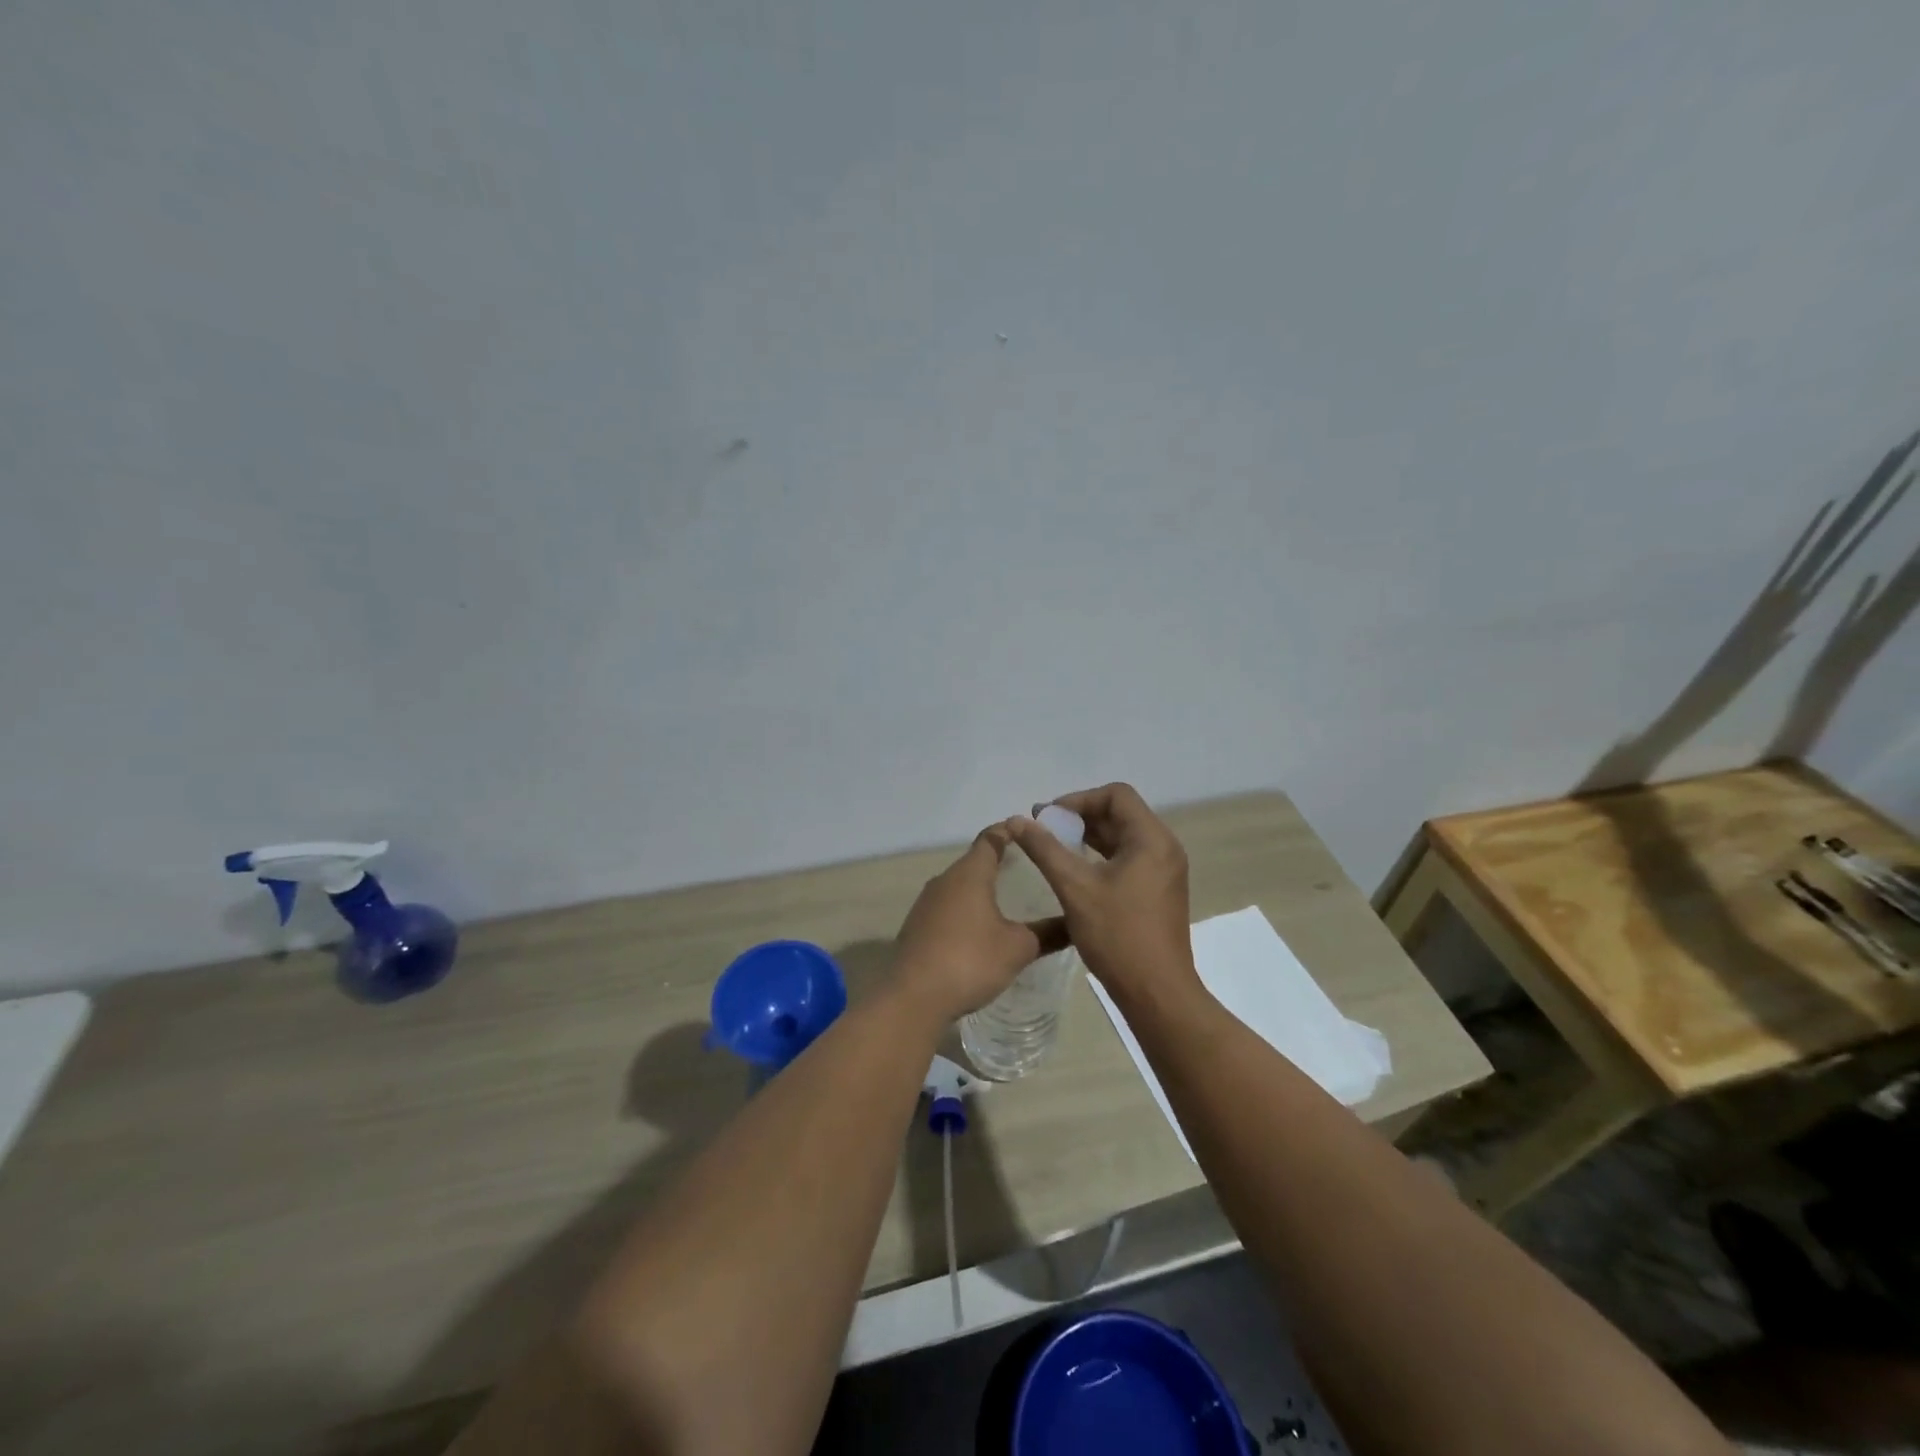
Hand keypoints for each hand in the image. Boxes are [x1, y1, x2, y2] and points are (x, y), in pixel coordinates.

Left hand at [889, 822, 1067, 1025]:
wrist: (913, 997)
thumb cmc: (971, 961)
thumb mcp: (1018, 948)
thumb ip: (1048, 933)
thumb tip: (1076, 924)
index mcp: (970, 874)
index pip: (991, 838)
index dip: (1010, 831)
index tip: (1029, 830)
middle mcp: (945, 880)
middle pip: (973, 861)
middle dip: (998, 860)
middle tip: (1027, 866)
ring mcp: (926, 903)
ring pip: (958, 885)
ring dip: (980, 887)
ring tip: (1006, 897)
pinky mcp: (916, 926)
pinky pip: (947, 908)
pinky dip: (965, 909)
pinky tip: (978, 928)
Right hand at [1010, 784, 1198, 1007]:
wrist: (1157, 993)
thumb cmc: (1117, 936)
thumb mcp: (1074, 888)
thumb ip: (1045, 849)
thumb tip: (1016, 820)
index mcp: (1152, 839)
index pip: (1116, 795)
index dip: (1079, 799)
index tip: (1048, 817)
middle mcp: (1164, 848)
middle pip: (1121, 813)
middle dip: (1081, 817)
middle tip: (1045, 829)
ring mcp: (1165, 871)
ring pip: (1124, 837)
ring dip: (1090, 837)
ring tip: (1054, 847)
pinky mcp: (1160, 891)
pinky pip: (1130, 858)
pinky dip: (1102, 856)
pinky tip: (1076, 871)